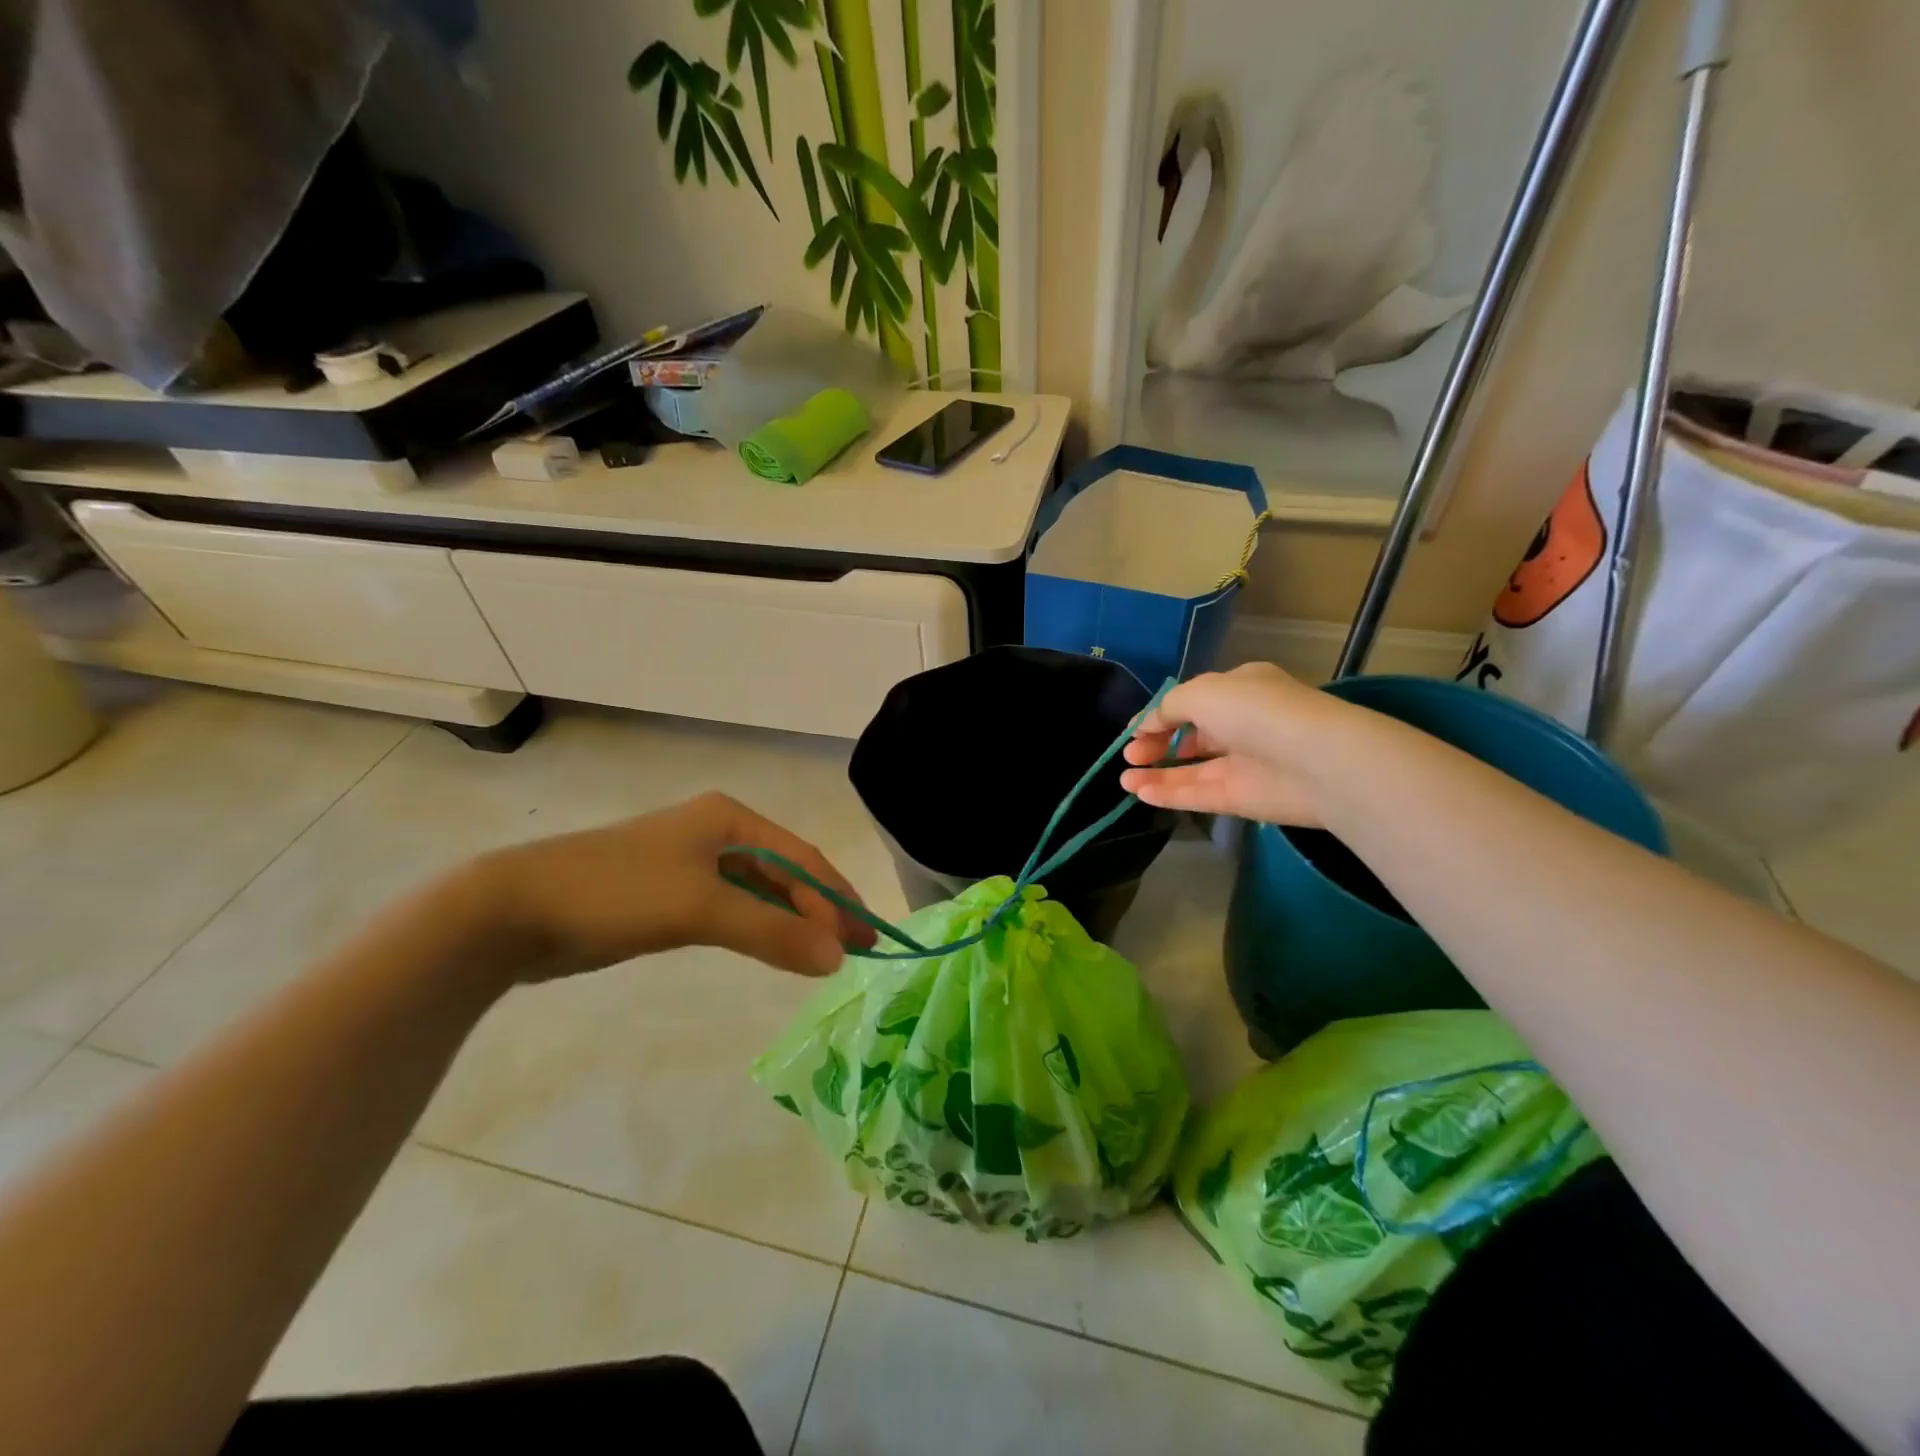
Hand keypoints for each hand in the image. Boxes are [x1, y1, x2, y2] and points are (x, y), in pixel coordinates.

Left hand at [472, 792, 875, 981]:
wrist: (514, 909)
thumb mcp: (701, 909)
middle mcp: (716, 832)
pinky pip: (731, 908)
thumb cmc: (617, 892)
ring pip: (759, 891)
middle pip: (784, 872)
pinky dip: (758, 927)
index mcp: (729, 818)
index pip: (801, 857)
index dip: (836, 898)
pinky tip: (772, 948)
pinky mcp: (668, 893)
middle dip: (819, 910)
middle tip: (853, 951)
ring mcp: (690, 863)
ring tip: (823, 955)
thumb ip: (772, 932)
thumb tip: (838, 958)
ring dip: (790, 921)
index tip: (866, 938)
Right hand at [1119, 663, 1344, 825]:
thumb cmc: (1256, 712)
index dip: (1161, 715)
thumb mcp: (1202, 692)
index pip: (1194, 702)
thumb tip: (1148, 725)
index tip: (1133, 731)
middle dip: (1156, 743)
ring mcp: (1243, 764)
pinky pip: (1198, 795)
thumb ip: (1169, 707)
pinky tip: (1140, 793)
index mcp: (1240, 690)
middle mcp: (1241, 725)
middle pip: (1191, 736)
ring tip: (1123, 779)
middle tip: (1129, 755)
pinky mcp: (1242, 799)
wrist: (1315, 760)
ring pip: (1191, 769)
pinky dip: (1169, 793)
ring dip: (1156, 772)